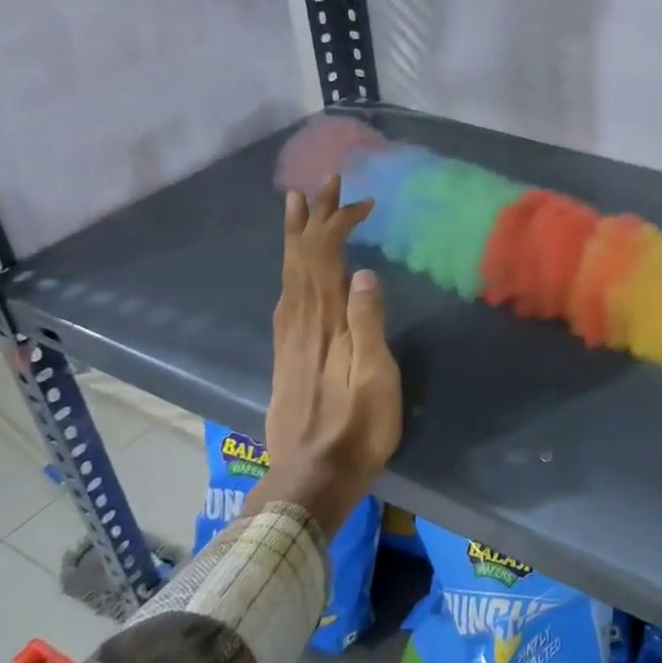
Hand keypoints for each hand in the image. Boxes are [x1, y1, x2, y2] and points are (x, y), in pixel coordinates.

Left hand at [246, 177, 402, 537]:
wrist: (309, 480)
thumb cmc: (356, 430)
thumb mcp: (375, 378)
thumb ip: (368, 325)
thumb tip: (365, 272)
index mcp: (326, 324)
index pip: (326, 259)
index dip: (338, 224)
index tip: (362, 201)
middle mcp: (301, 323)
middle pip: (301, 259)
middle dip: (312, 218)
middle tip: (322, 182)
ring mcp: (289, 340)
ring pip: (289, 275)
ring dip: (295, 237)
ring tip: (295, 206)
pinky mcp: (286, 356)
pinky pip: (286, 298)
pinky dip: (290, 270)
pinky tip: (293, 270)